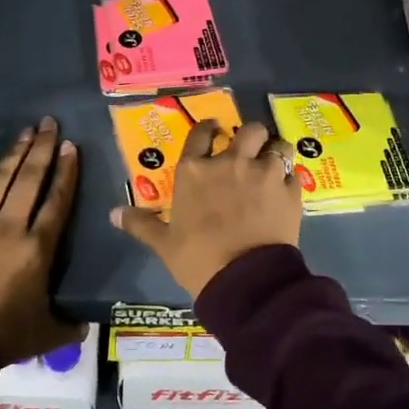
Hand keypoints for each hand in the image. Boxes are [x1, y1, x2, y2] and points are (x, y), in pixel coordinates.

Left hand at [0, 117, 83, 365]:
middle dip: (42, 149)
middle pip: (29, 180)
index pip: (57, 201)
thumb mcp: (45, 334)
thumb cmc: (1, 338)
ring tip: (26, 131)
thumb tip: (86, 324)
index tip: (72, 147)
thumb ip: (68, 325)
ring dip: (14, 154)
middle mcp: (9, 228)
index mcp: (38, 249)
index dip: (66, 172)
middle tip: (50, 123)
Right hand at [110, 119, 300, 297]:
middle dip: (251, 136)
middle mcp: (231, 162)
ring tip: (274, 164)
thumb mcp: (164, 244)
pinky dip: (291, 178)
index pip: (201, 133)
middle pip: (249, 130)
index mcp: (195, 171)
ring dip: (275, 151)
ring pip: (278, 145)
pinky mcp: (290, 190)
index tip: (213, 130)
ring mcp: (264, 173)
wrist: (245, 280)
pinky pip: (295, 172)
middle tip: (249, 150)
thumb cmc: (198, 259)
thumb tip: (114, 214)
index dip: (208, 128)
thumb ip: (141, 224)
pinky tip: (286, 189)